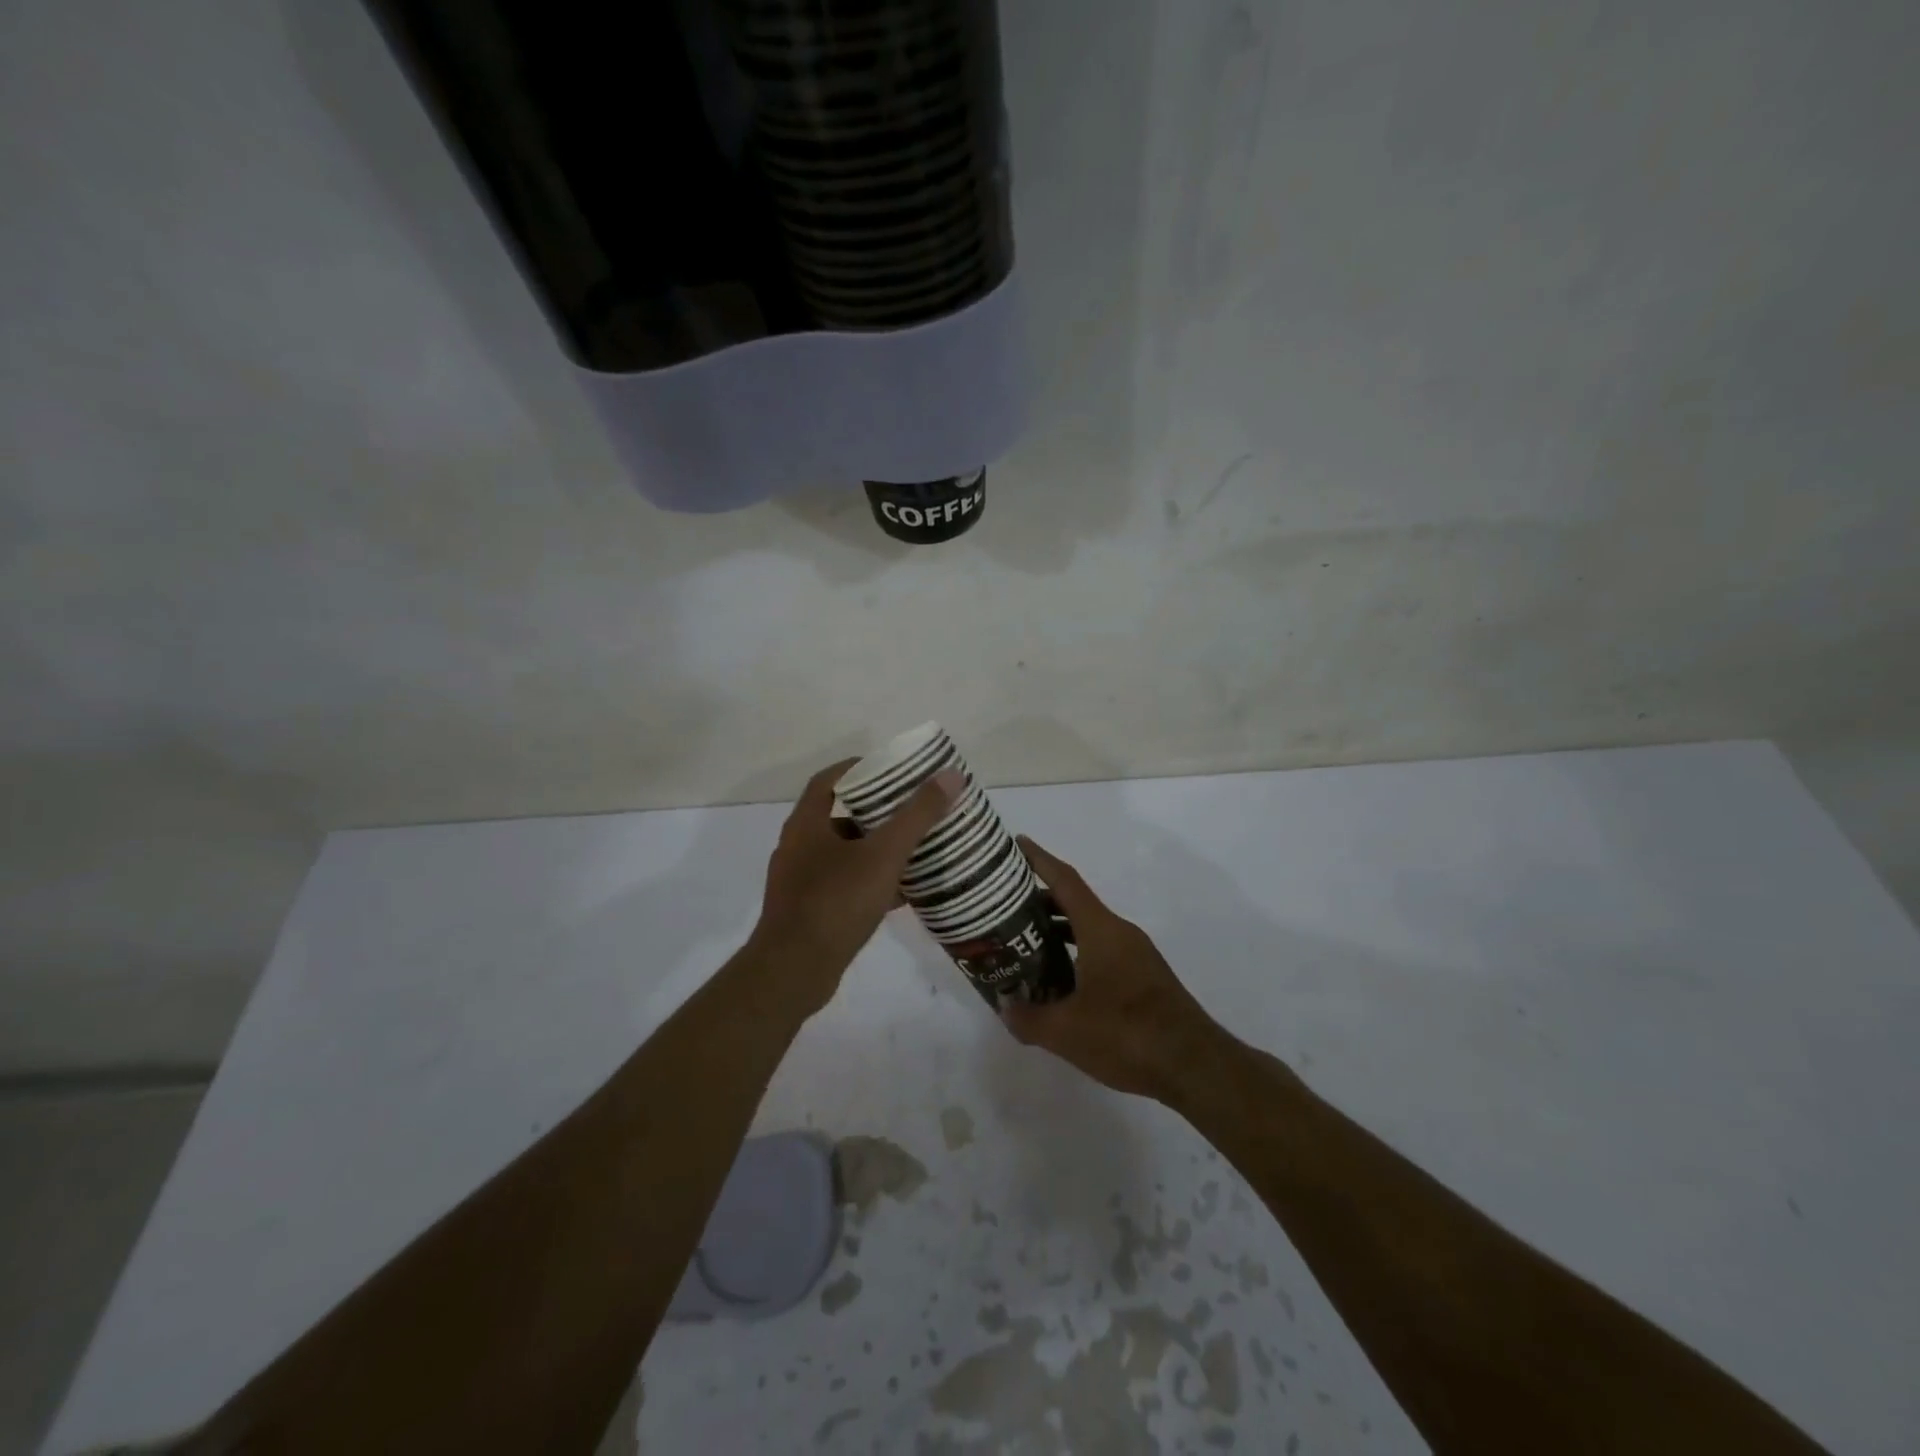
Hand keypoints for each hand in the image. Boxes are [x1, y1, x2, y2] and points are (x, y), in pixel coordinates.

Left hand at [753, 759, 962, 1007]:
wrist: (794, 972)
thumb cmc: (836, 902)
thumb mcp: (884, 854)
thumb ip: (918, 815)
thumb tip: (950, 775)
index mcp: (806, 824)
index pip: (829, 779)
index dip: (859, 768)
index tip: (893, 769)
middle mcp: (798, 847)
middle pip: (840, 815)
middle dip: (877, 811)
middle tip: (913, 808)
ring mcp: (801, 882)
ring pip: (845, 854)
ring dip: (876, 848)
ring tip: (915, 848)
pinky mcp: (809, 912)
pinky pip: (845, 885)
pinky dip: (871, 882)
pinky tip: (903, 892)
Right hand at [1002, 837, 1229, 1102]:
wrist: (1194, 1066)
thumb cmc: (1127, 1034)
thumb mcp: (1066, 1031)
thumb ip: (1028, 1018)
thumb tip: (1005, 1008)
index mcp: (1101, 929)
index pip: (1065, 881)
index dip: (1040, 860)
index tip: (1018, 843)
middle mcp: (1120, 933)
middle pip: (1075, 904)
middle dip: (1041, 901)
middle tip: (1006, 909)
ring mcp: (1136, 956)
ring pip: (1090, 930)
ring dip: (1059, 932)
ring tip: (1025, 946)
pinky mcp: (1145, 979)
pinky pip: (1102, 952)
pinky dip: (1077, 954)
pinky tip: (1061, 983)